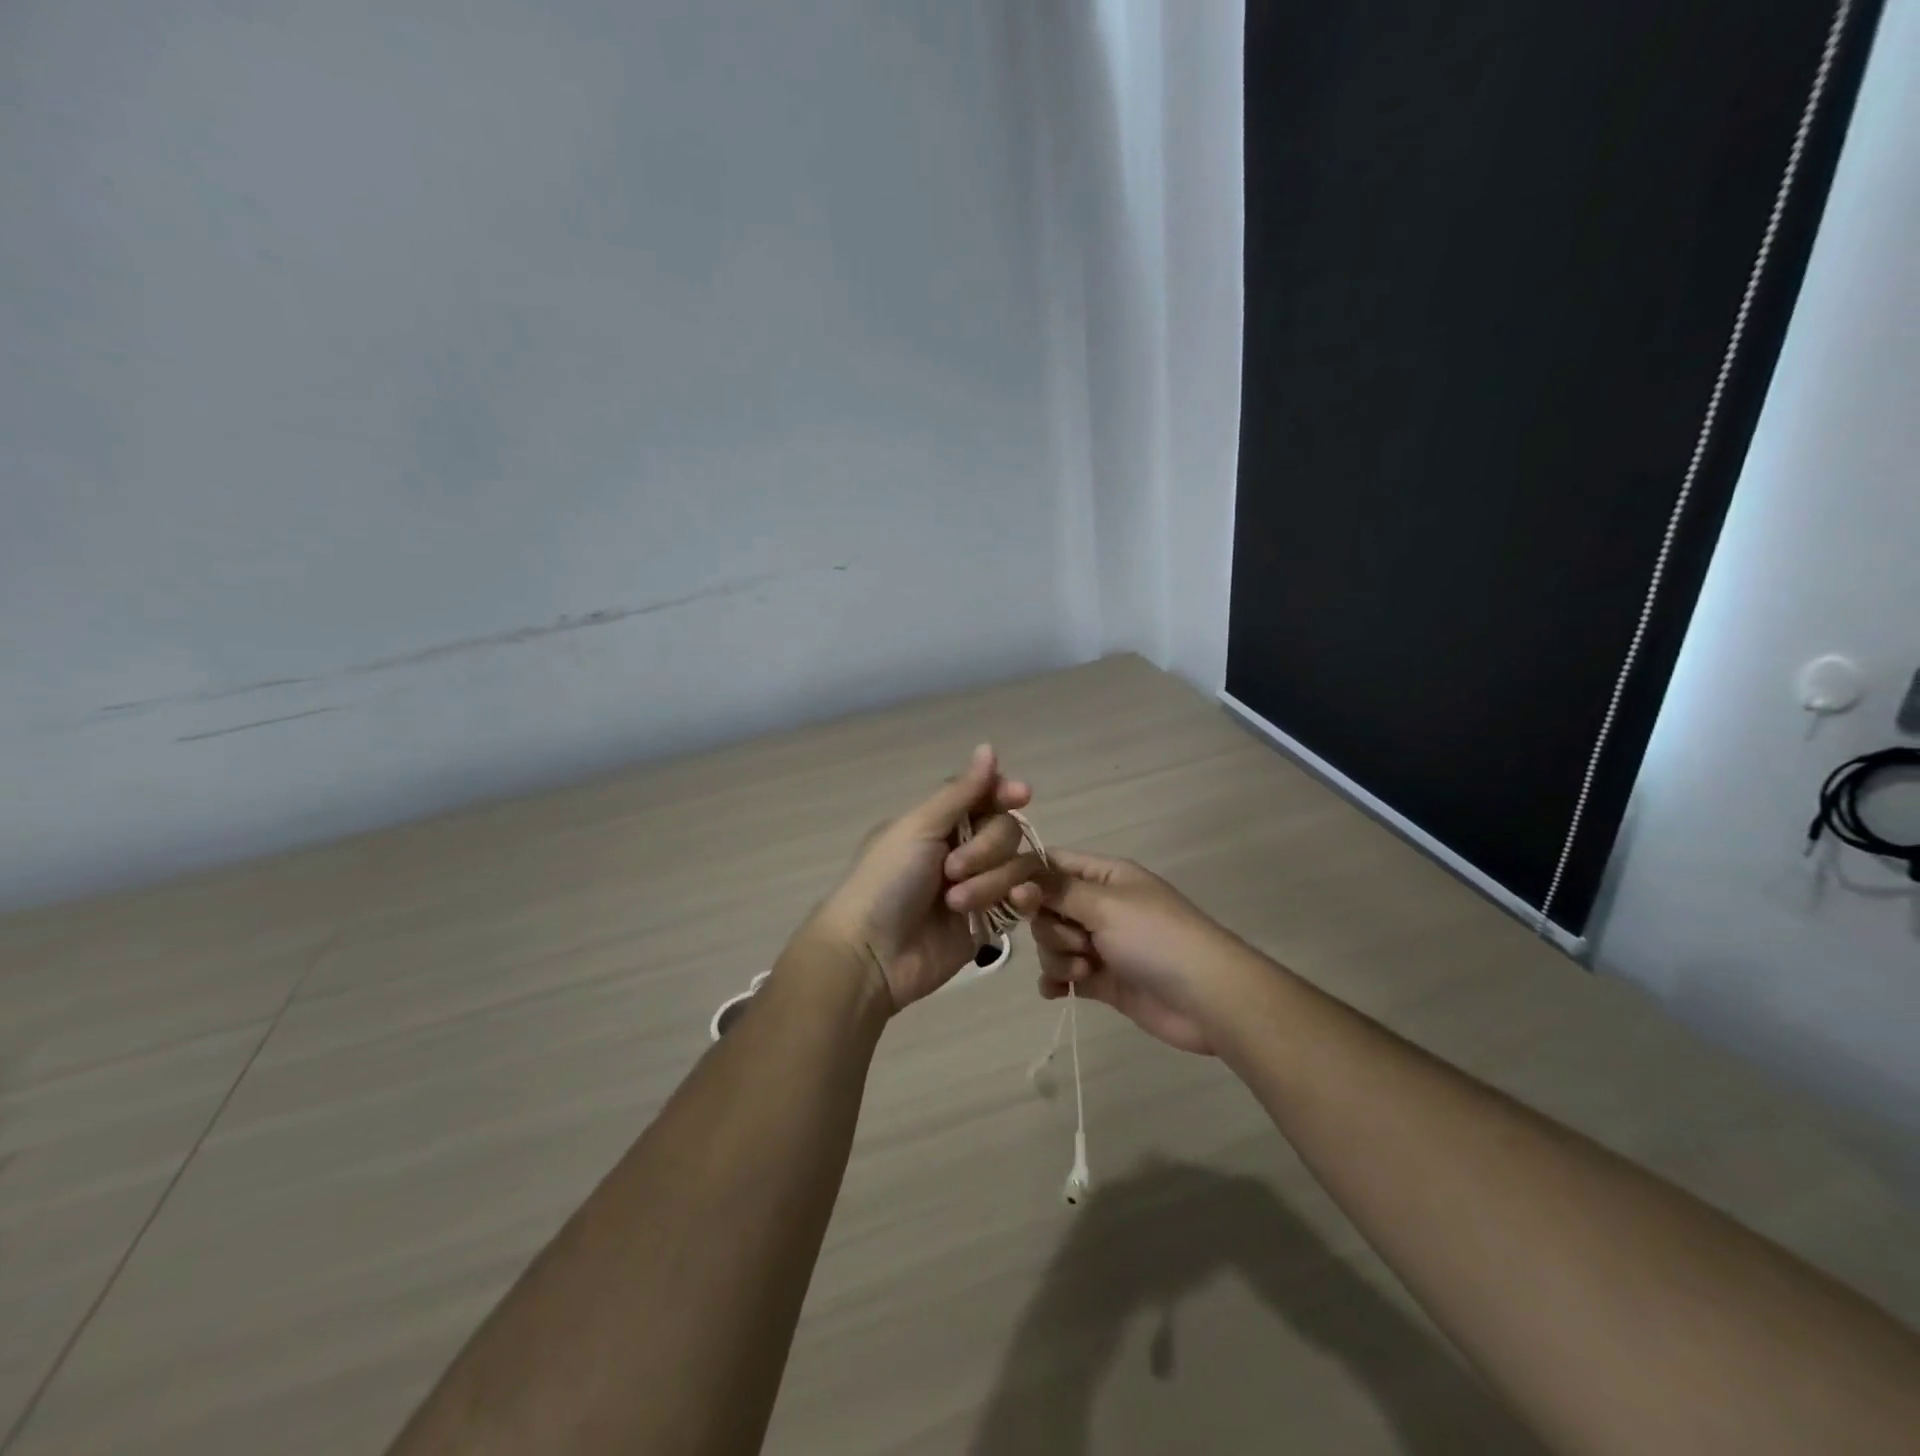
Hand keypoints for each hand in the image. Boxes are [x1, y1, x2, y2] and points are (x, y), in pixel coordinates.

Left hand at [806, 745, 1045, 1012]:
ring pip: (1016, 865)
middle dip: (986, 849)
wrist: (871, 954)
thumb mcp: (918, 828)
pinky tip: (1016, 904)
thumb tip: (988, 747)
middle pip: (1006, 830)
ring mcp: (979, 886)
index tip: (1020, 796)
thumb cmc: (886, 881)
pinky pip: (1022, 900)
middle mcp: (962, 849)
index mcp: (939, 823)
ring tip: (956, 903)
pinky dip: (1022, 898)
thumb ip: (960, 792)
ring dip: (991, 880)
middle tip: (952, 870)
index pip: (985, 797)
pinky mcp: (990, 922)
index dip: (1004, 793)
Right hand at [1033, 850, 1250, 1054]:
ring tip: (1085, 970)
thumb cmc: (1156, 938)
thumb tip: (1017, 879)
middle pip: (1046, 908)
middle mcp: (1099, 906)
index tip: (1012, 897)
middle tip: (1078, 940)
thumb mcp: (1105, 905)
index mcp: (1105, 877)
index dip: (1027, 878)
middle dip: (1051, 927)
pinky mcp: (1102, 980)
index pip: (1052, 864)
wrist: (1206, 999)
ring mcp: (1101, 944)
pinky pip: (1062, 975)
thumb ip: (1057, 891)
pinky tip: (1058, 991)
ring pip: (1052, 943)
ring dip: (1058, 957)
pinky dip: (1056, 981)